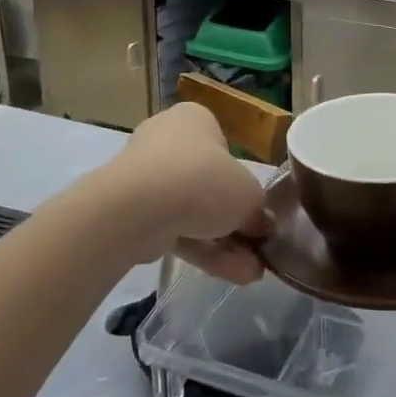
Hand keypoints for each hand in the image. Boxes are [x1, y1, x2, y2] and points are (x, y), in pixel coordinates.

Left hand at [101, 102, 269, 283]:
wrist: (139, 208)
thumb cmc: (204, 180)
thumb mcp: (248, 194)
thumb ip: (258, 209)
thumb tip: (262, 225)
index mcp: (195, 120)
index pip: (223, 148)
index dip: (242, 180)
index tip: (254, 208)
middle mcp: (167, 141)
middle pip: (208, 184)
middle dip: (234, 222)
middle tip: (256, 248)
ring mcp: (146, 177)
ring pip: (192, 212)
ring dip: (223, 244)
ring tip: (251, 274)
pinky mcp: (133, 212)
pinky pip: (173, 229)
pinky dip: (202, 251)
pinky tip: (231, 276)